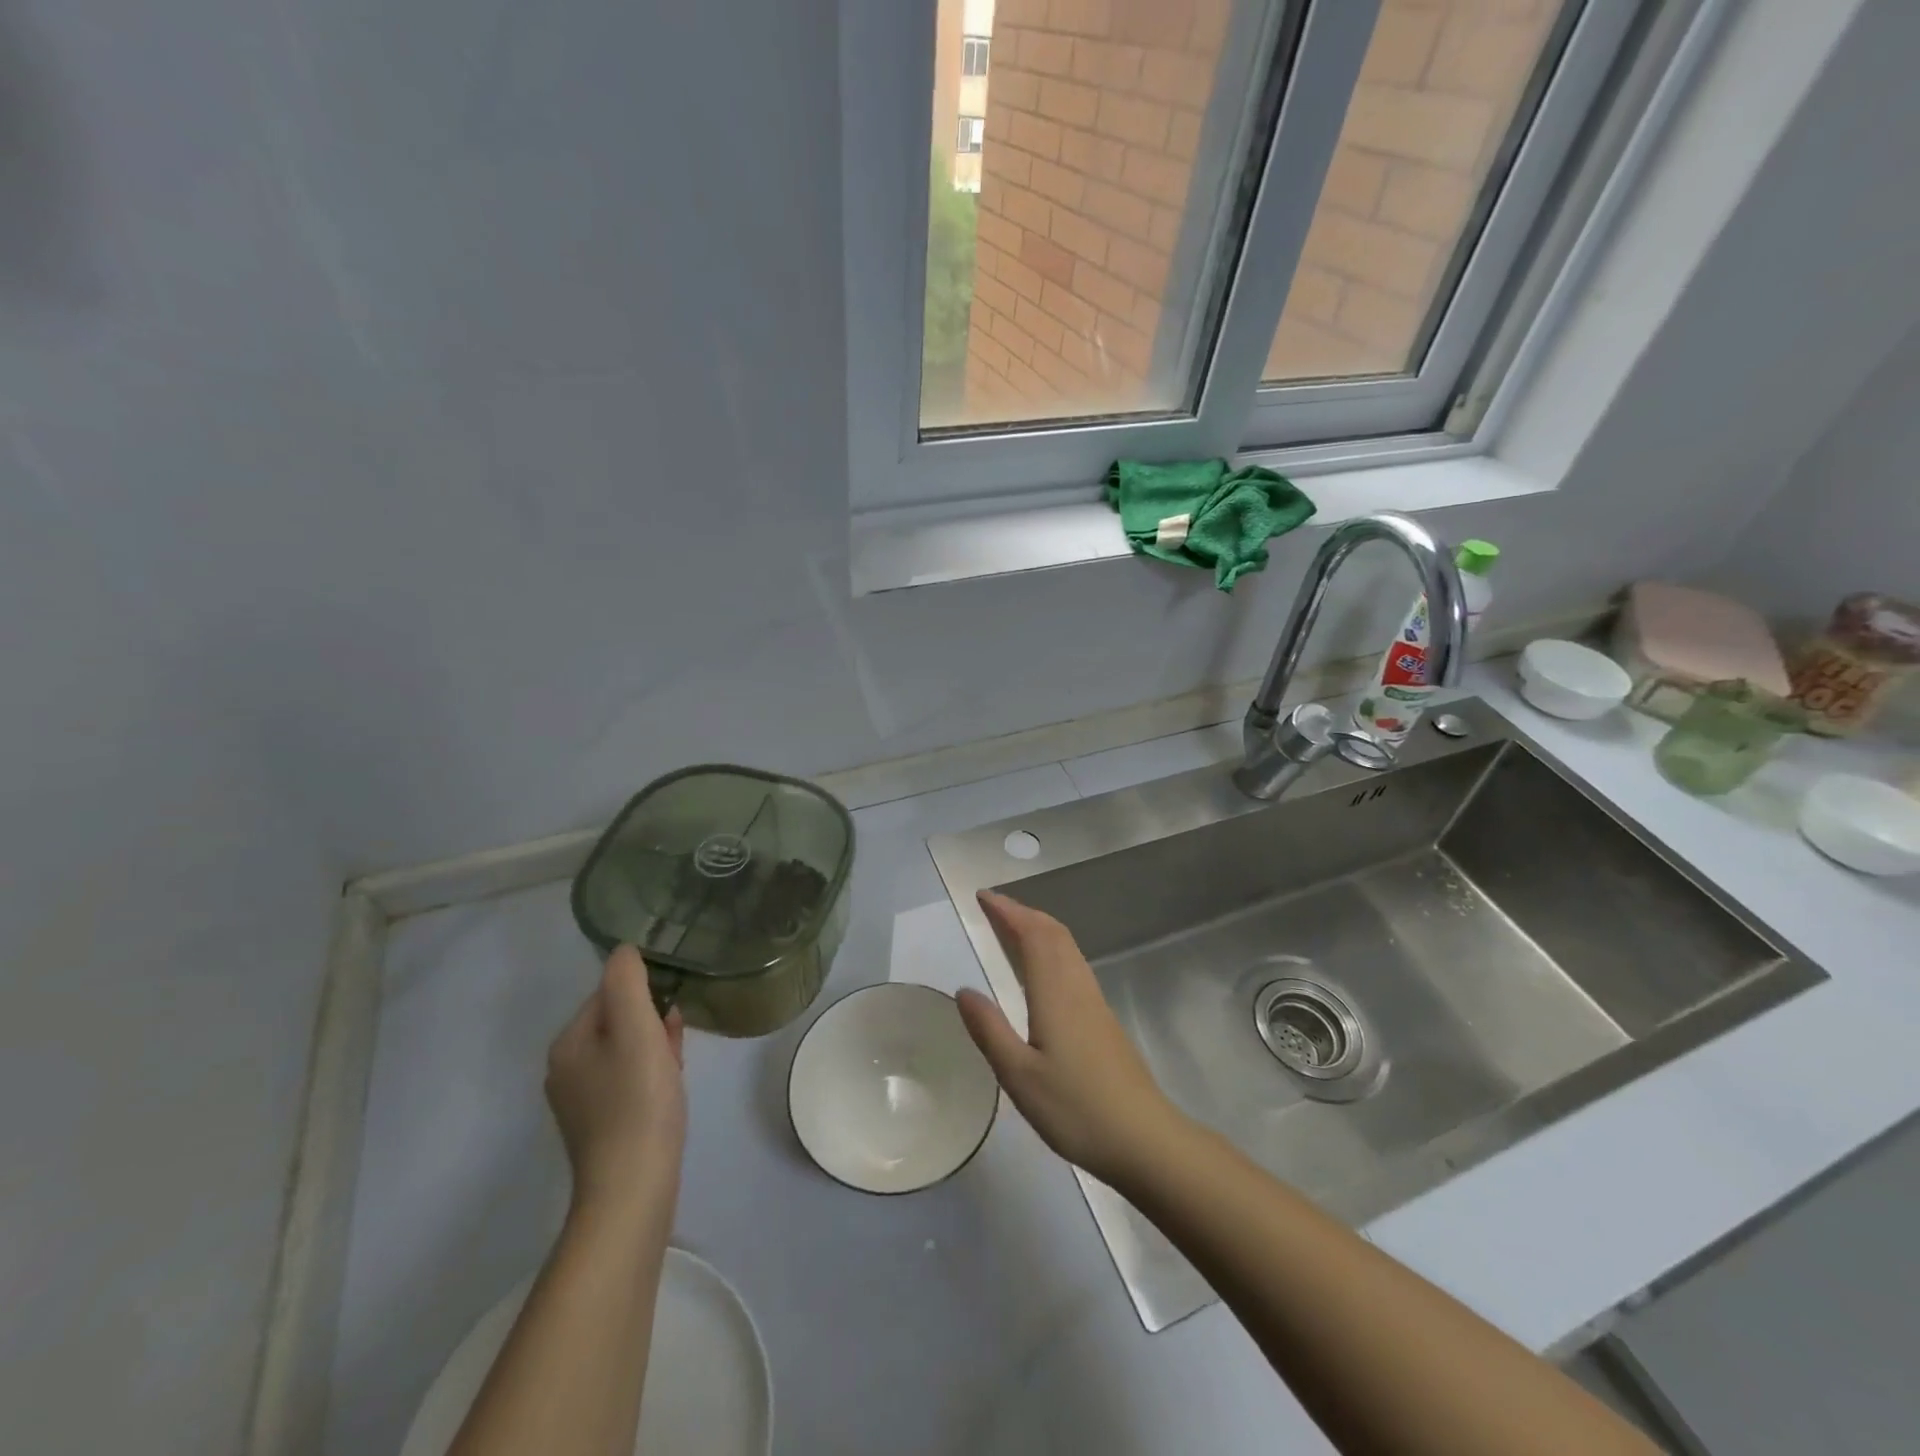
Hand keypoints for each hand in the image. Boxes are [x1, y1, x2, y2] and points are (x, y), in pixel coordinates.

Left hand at [546, 946, 686, 1220]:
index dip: (645, 995)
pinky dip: (651, 1072)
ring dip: (655, 1045)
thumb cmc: (638, 1102)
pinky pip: (629, 1080)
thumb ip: (628, 984)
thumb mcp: (637, 1031)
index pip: (608, 994)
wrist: (632, 1189)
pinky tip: (670, 1084)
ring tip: (679, 1059)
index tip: (670, 1013)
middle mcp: (566, 1069)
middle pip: (617, 1022)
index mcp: (568, 1043)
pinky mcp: (601, 1125)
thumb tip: (624, 950)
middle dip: (651, 1021)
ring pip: (626, 1051)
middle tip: (677, 1038)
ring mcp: (582, 1101)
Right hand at [956, 890, 1187, 1187]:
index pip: (1031, 935)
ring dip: (1039, 928)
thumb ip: (990, 1030)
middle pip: (1053, 933)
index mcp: (1055, 993)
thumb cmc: (1077, 1108)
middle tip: (993, 907)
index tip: (983, 896)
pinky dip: (1052, 949)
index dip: (1007, 911)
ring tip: (1013, 928)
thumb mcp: (1019, 1076)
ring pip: (1067, 947)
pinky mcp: (1103, 1020)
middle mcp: (1077, 987)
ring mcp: (1095, 1002)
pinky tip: (1043, 971)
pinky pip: (1074, 964)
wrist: (1144, 1139)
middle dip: (1023, 913)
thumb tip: (963, 990)